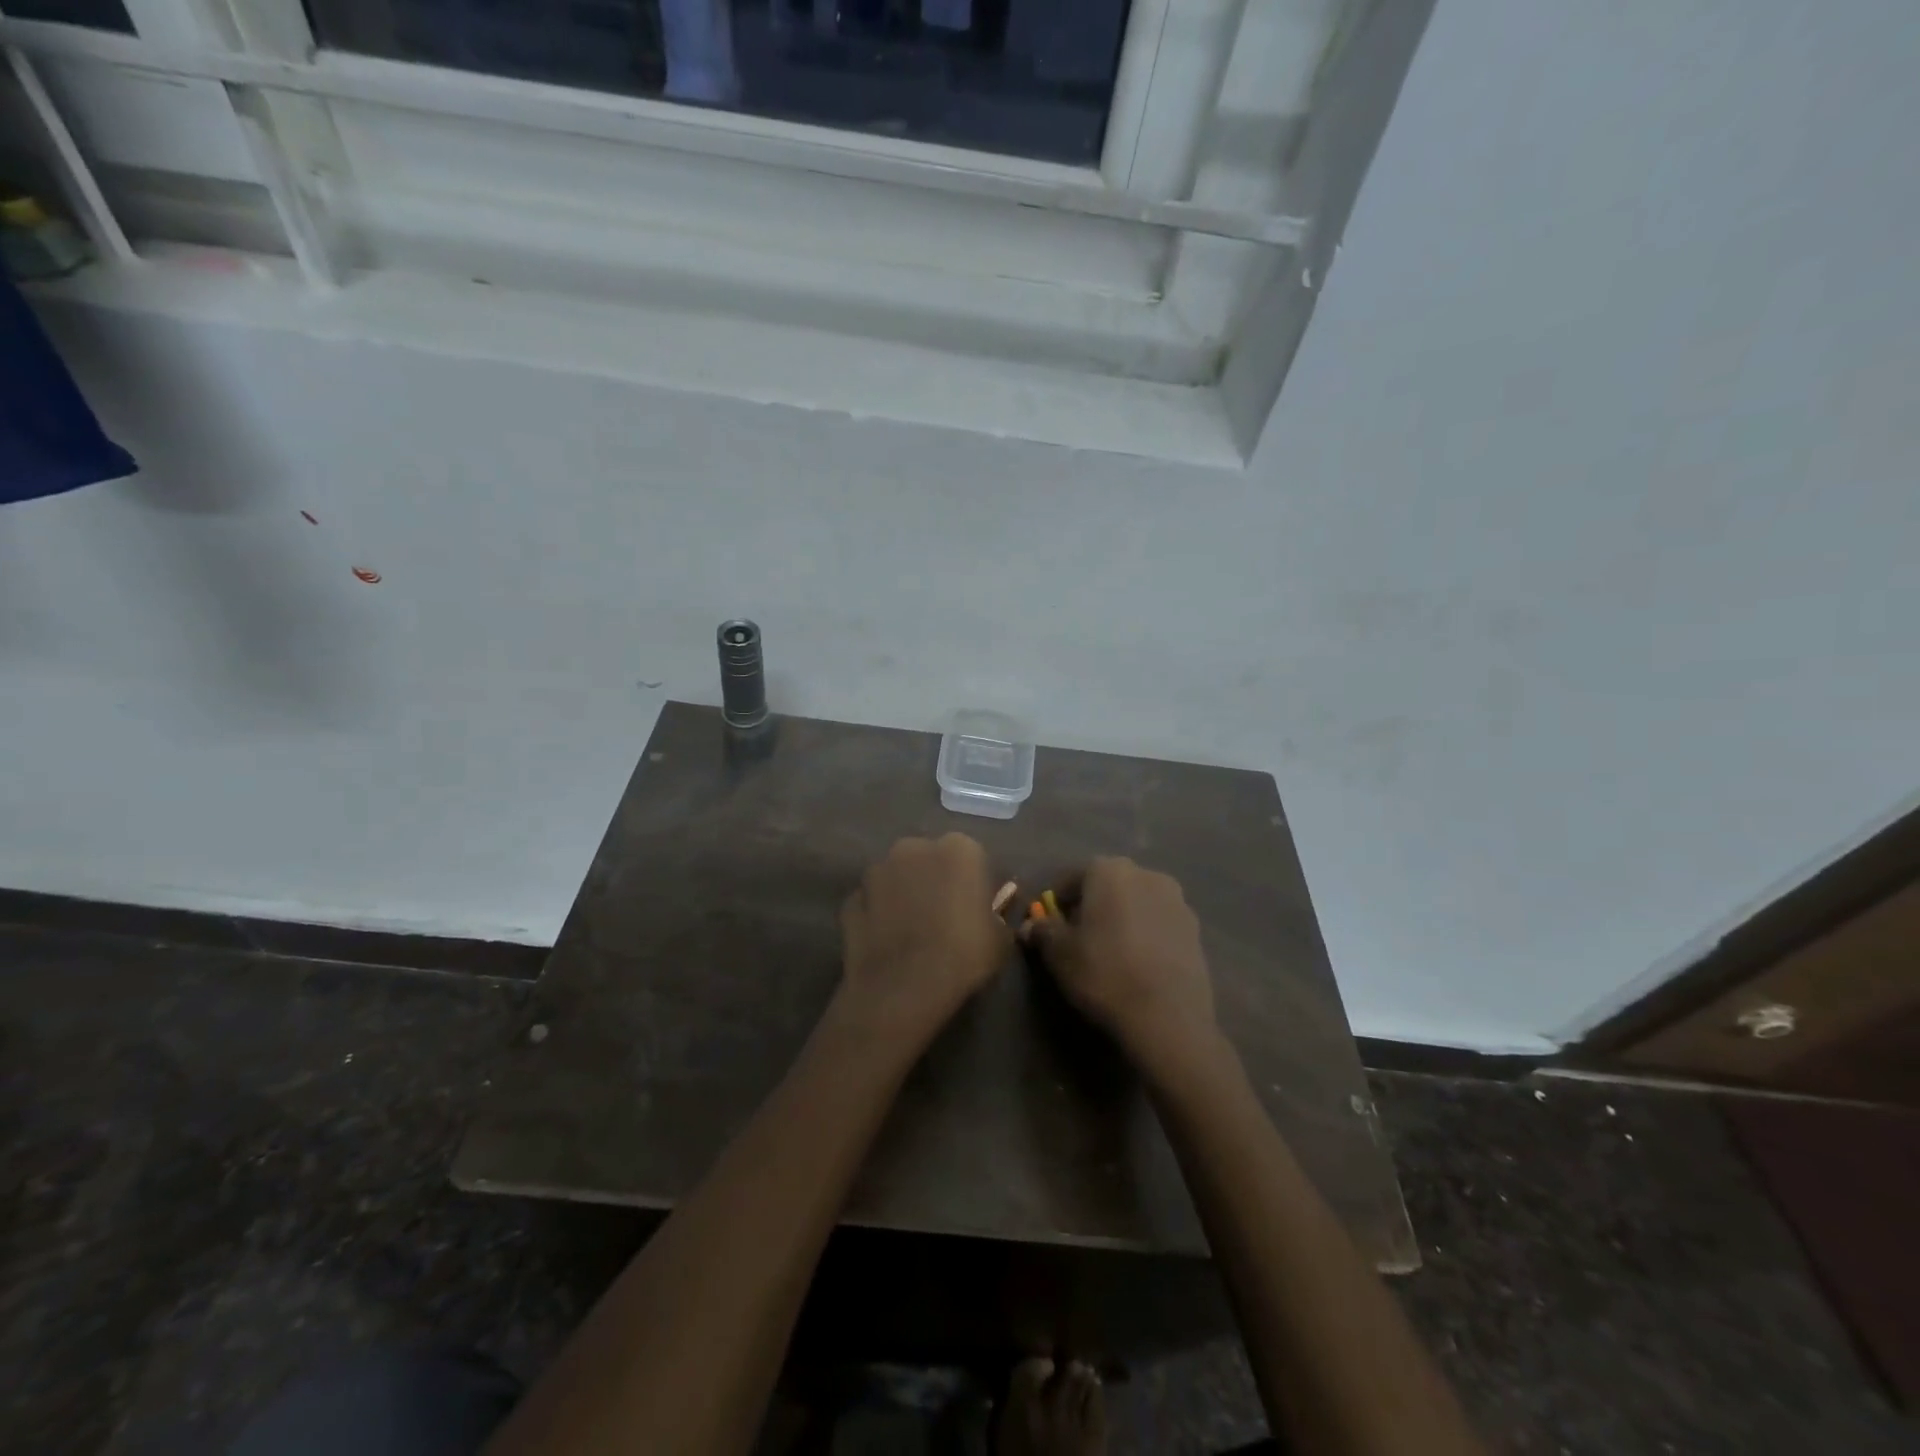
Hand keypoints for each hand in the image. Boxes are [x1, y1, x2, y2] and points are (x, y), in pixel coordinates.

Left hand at [836, 833, 1011, 1048]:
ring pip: (897, 877)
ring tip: (912, 933)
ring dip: (904, 894)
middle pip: (930, 860)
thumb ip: (998, 915)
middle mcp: (915, 846)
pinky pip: (873, 902)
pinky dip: (879, 915)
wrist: (903, 987)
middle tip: (945, 919)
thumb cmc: (964, 955)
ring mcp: (877, 869)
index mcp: (959, 849)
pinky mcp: (851, 897)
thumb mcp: (1001, 939)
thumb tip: (991, 912)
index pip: (973, 859)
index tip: (977, 911)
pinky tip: (888, 943)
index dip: (975, 885)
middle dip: (936, 882)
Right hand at [1022, 857, 1218, 1077]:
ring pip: (1135, 901)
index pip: (1071, 878)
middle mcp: (1145, 873)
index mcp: (1108, 870)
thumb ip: (1043, 931)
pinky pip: (1158, 922)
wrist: (1168, 1017)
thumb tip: (1031, 925)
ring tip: (1111, 952)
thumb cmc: (1104, 973)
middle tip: (1078, 938)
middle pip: (1106, 885)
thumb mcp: (1059, 954)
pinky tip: (1138, 962)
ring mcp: (1176, 899)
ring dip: (1120, 917)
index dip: (1055, 902)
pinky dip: (1145, 933)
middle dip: (1090, 905)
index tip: (1049, 927)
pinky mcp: (1195, 927)